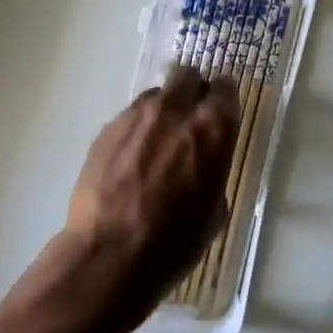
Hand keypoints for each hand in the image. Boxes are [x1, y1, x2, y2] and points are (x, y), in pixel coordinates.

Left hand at [63, 66, 239, 320]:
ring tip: (157, 142)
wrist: (110, 255)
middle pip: (188, 77)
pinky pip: (130, 117)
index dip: (224, 102)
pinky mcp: (106, 129)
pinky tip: (132, 160)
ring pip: (156, 95)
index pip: (226, 89)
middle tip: (190, 122)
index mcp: (212, 128)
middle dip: (193, 93)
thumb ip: (213, 171)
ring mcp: (135, 115)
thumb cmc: (175, 242)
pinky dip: (137, 130)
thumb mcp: (214, 210)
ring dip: (163, 110)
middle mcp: (175, 109)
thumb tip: (202, 164)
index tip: (221, 116)